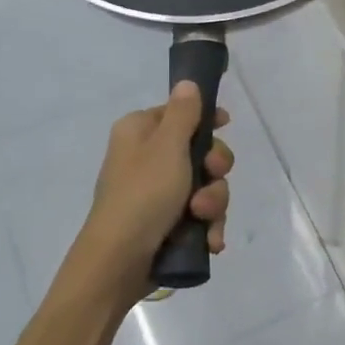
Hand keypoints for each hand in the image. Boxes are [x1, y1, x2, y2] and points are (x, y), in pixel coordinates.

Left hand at [77, 82, 233, 282]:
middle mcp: (147, 159)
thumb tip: (187, 82)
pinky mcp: (166, 224)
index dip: (206, 119)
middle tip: (210, 179)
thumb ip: (183, 113)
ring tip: (202, 220)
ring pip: (206, 187)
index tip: (226, 125)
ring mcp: (157, 194)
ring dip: (212, 204)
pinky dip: (206, 227)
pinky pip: (200, 216)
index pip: (179, 113)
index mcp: (140, 132)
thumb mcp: (167, 146)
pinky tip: (209, 241)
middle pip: (200, 152)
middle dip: (214, 172)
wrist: (119, 262)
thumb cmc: (143, 195)